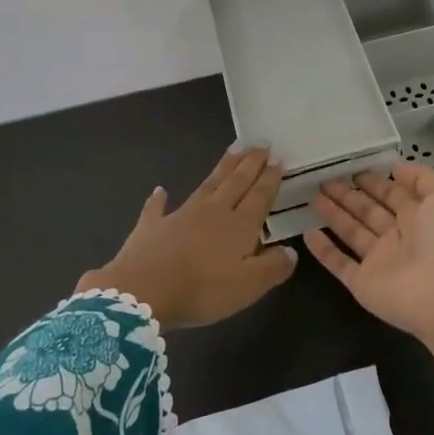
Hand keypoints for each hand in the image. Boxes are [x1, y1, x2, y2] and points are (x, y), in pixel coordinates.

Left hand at [76, 146, 297, 329]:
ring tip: (234, 150)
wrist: (143, 291)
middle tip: (261, 143)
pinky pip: (157, 208)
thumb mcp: (248, 286)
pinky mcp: (152, 226)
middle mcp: (213, 212)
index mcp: (239, 226)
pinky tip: (160, 190)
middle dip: (250, 163)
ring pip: (207, 185)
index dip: (270, 178)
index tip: (279, 159)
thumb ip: (273, 267)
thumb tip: (291, 250)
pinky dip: (159, 199)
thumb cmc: (202, 290)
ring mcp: (180, 215)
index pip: (259, 196)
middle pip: (236, 182)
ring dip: (222, 168)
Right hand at [305, 162, 433, 375]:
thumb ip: (422, 177)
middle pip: (368, 211)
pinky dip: (323, 250)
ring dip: (333, 214)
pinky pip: (339, 263)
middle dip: (349, 195)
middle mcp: (399, 237)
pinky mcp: (362, 282)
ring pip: (351, 232)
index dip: (375, 182)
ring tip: (313, 196)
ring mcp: (379, 261)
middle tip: (325, 180)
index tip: (353, 169)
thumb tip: (396, 166)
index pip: (392, 194)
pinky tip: (307, 232)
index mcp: (420, 217)